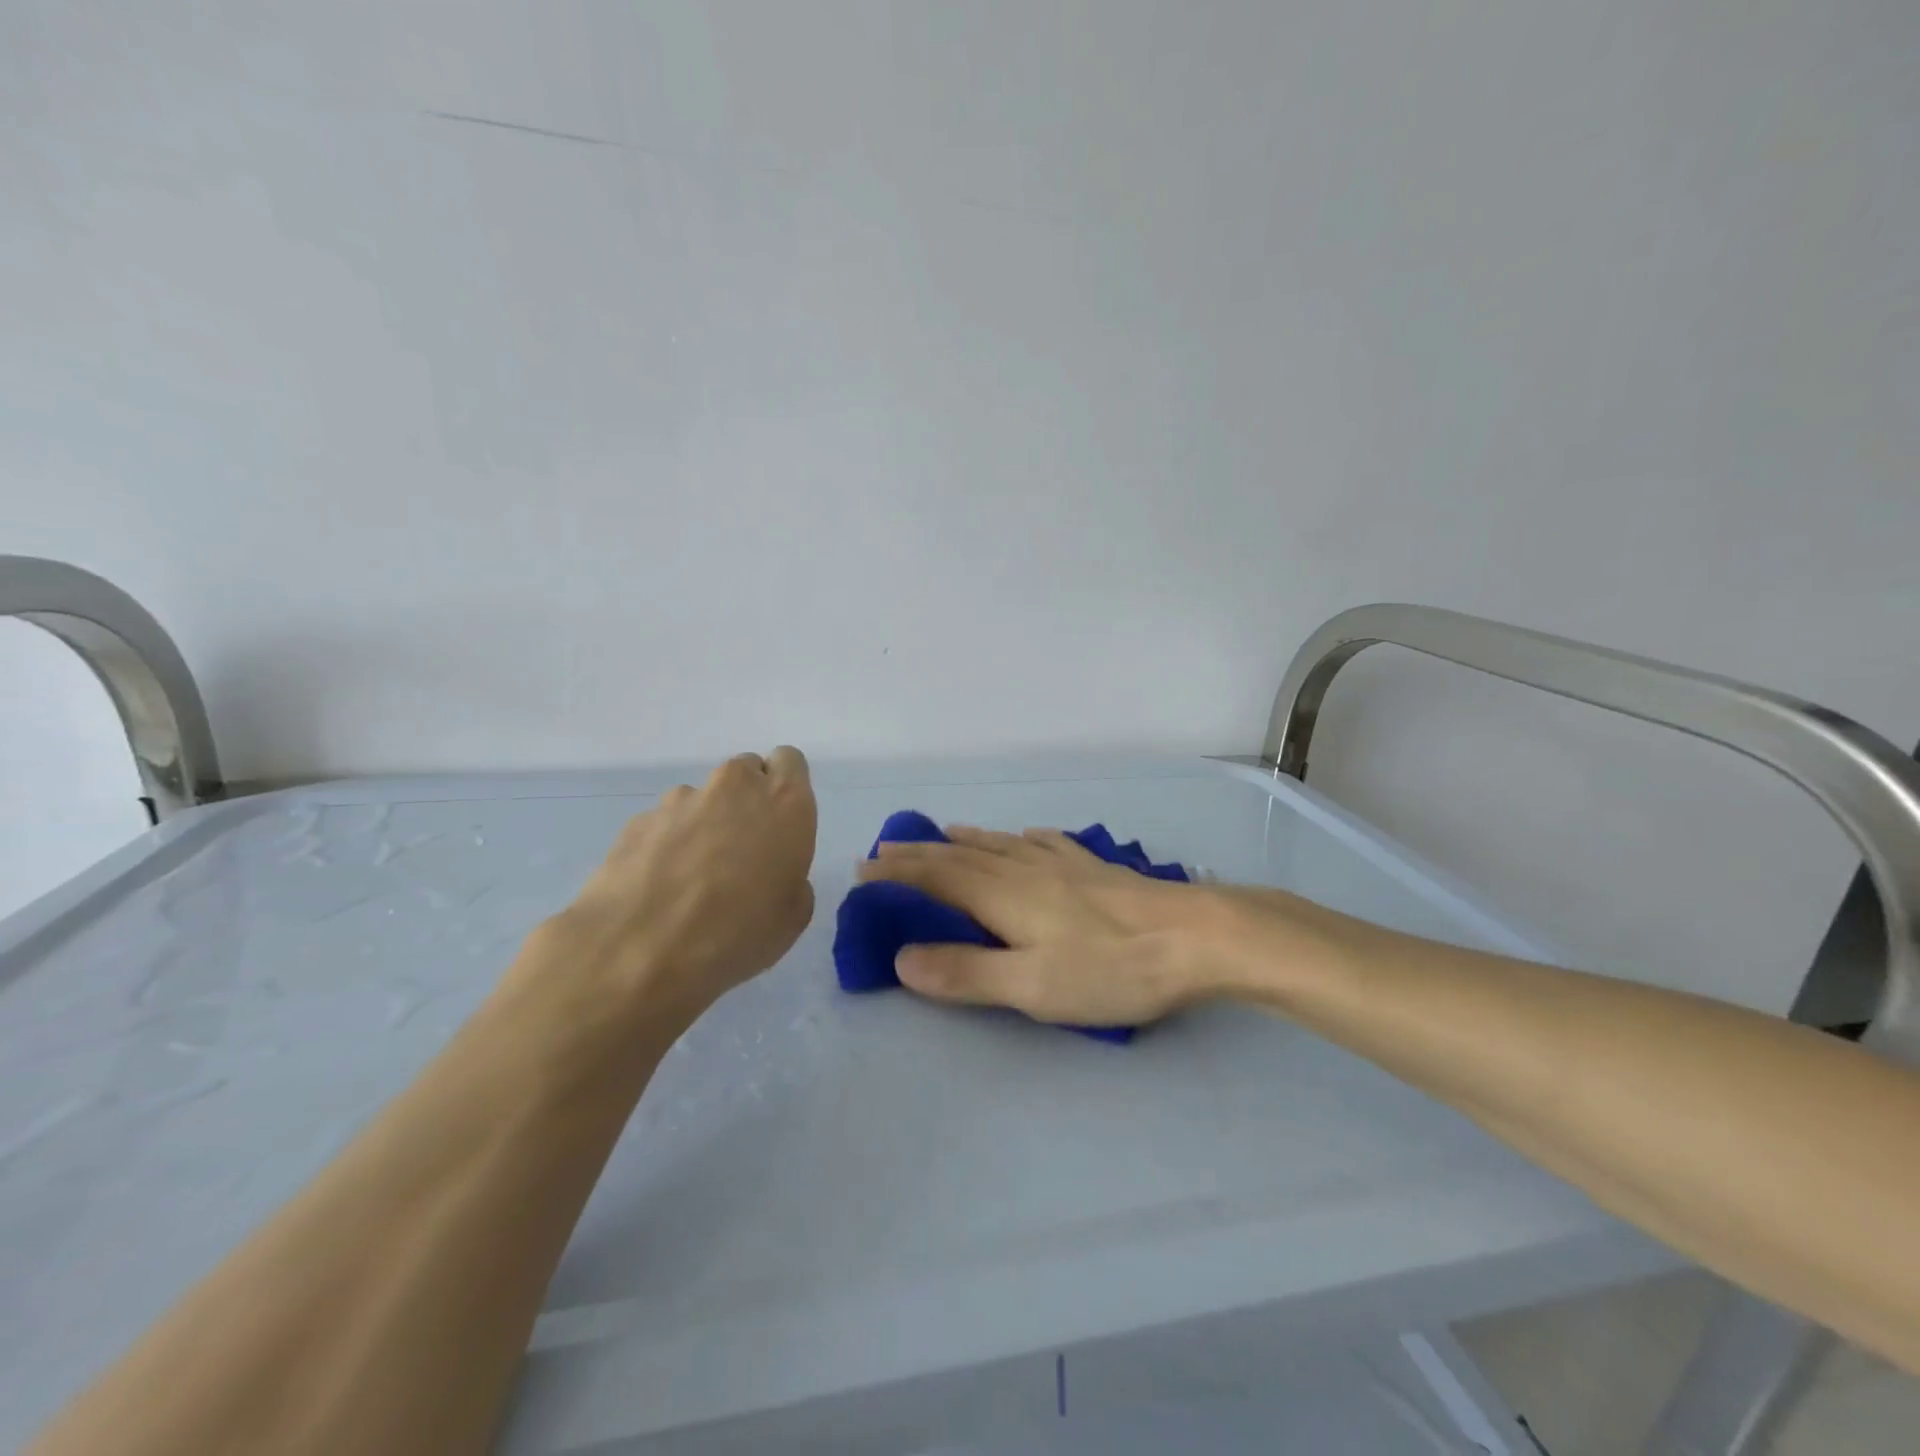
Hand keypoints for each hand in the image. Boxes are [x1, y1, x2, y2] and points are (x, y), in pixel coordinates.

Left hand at [517, 748, 817, 1035]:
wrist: (639, 950)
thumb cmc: (738, 933)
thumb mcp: (793, 916)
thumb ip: (790, 875)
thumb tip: (769, 872)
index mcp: (784, 802)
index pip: (790, 761)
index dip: (785, 789)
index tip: (780, 824)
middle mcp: (734, 787)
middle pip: (745, 774)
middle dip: (745, 803)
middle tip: (740, 853)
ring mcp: (681, 800)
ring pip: (702, 799)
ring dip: (704, 825)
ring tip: (691, 880)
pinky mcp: (638, 820)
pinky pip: (664, 823)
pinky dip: (666, 845)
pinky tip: (659, 889)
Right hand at [855, 826, 1218, 1026]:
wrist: (1197, 936)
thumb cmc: (1111, 967)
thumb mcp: (1032, 986)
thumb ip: (966, 973)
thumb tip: (902, 958)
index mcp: (1003, 894)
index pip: (936, 878)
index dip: (898, 874)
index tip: (863, 869)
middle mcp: (1025, 869)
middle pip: (961, 855)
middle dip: (920, 853)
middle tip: (886, 848)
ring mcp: (1064, 864)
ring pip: (999, 844)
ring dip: (963, 840)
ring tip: (942, 833)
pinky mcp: (1095, 868)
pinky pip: (1043, 843)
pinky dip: (1019, 838)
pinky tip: (1024, 836)